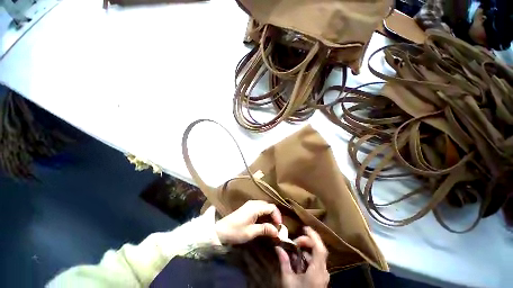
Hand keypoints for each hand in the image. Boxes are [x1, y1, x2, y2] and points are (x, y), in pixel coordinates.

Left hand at [215, 200, 281, 243]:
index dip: (278, 217)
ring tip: (270, 228)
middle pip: (268, 207)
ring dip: (269, 217)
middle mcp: (252, 204)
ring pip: (264, 209)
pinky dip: (263, 217)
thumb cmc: (235, 232)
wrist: (218, 232)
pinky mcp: (245, 211)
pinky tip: (263, 226)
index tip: (279, 227)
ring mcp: (248, 207)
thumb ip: (265, 229)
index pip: (272, 208)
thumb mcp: (251, 232)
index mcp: (254, 207)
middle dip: (274, 217)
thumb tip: (277, 231)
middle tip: (276, 228)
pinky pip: (258, 211)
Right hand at [276, 227, 328, 287]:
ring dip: (308, 252)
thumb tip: (278, 248)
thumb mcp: (288, 279)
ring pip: (319, 258)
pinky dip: (309, 260)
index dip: (314, 236)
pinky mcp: (322, 278)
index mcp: (317, 270)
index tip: (305, 227)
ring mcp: (324, 274)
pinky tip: (300, 261)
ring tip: (296, 250)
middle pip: (320, 252)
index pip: (319, 248)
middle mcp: (324, 270)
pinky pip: (317, 265)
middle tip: (296, 241)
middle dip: (309, 243)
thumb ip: (284, 263)